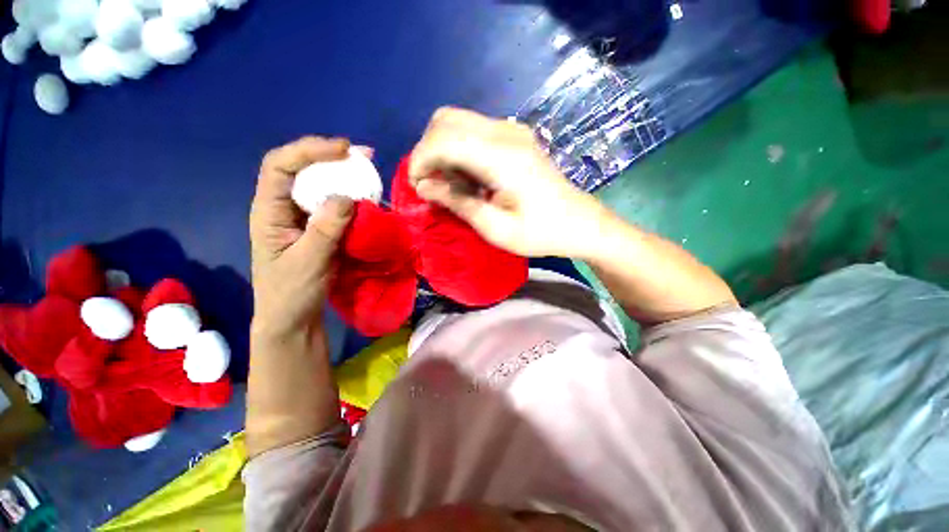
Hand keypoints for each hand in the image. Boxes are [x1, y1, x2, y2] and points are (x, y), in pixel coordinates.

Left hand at [249, 137, 354, 339]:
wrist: (294, 318)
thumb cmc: (291, 293)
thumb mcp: (307, 263)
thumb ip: (325, 230)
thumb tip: (347, 197)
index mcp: (269, 211)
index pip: (280, 166)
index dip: (308, 151)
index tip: (343, 150)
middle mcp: (284, 208)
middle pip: (301, 170)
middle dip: (329, 157)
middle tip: (362, 155)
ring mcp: (303, 218)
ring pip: (320, 186)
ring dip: (343, 175)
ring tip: (368, 169)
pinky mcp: (320, 228)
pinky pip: (335, 205)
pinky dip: (352, 197)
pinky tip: (366, 196)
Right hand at [409, 107, 607, 258]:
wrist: (579, 223)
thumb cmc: (540, 233)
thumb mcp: (495, 228)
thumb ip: (457, 202)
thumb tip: (423, 186)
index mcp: (502, 157)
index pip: (444, 139)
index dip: (420, 160)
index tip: (416, 187)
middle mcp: (505, 133)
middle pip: (446, 120)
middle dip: (427, 151)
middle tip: (431, 185)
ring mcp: (512, 130)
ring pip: (457, 121)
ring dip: (442, 149)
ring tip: (449, 184)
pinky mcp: (515, 136)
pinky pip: (473, 131)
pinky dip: (458, 149)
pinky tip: (467, 176)